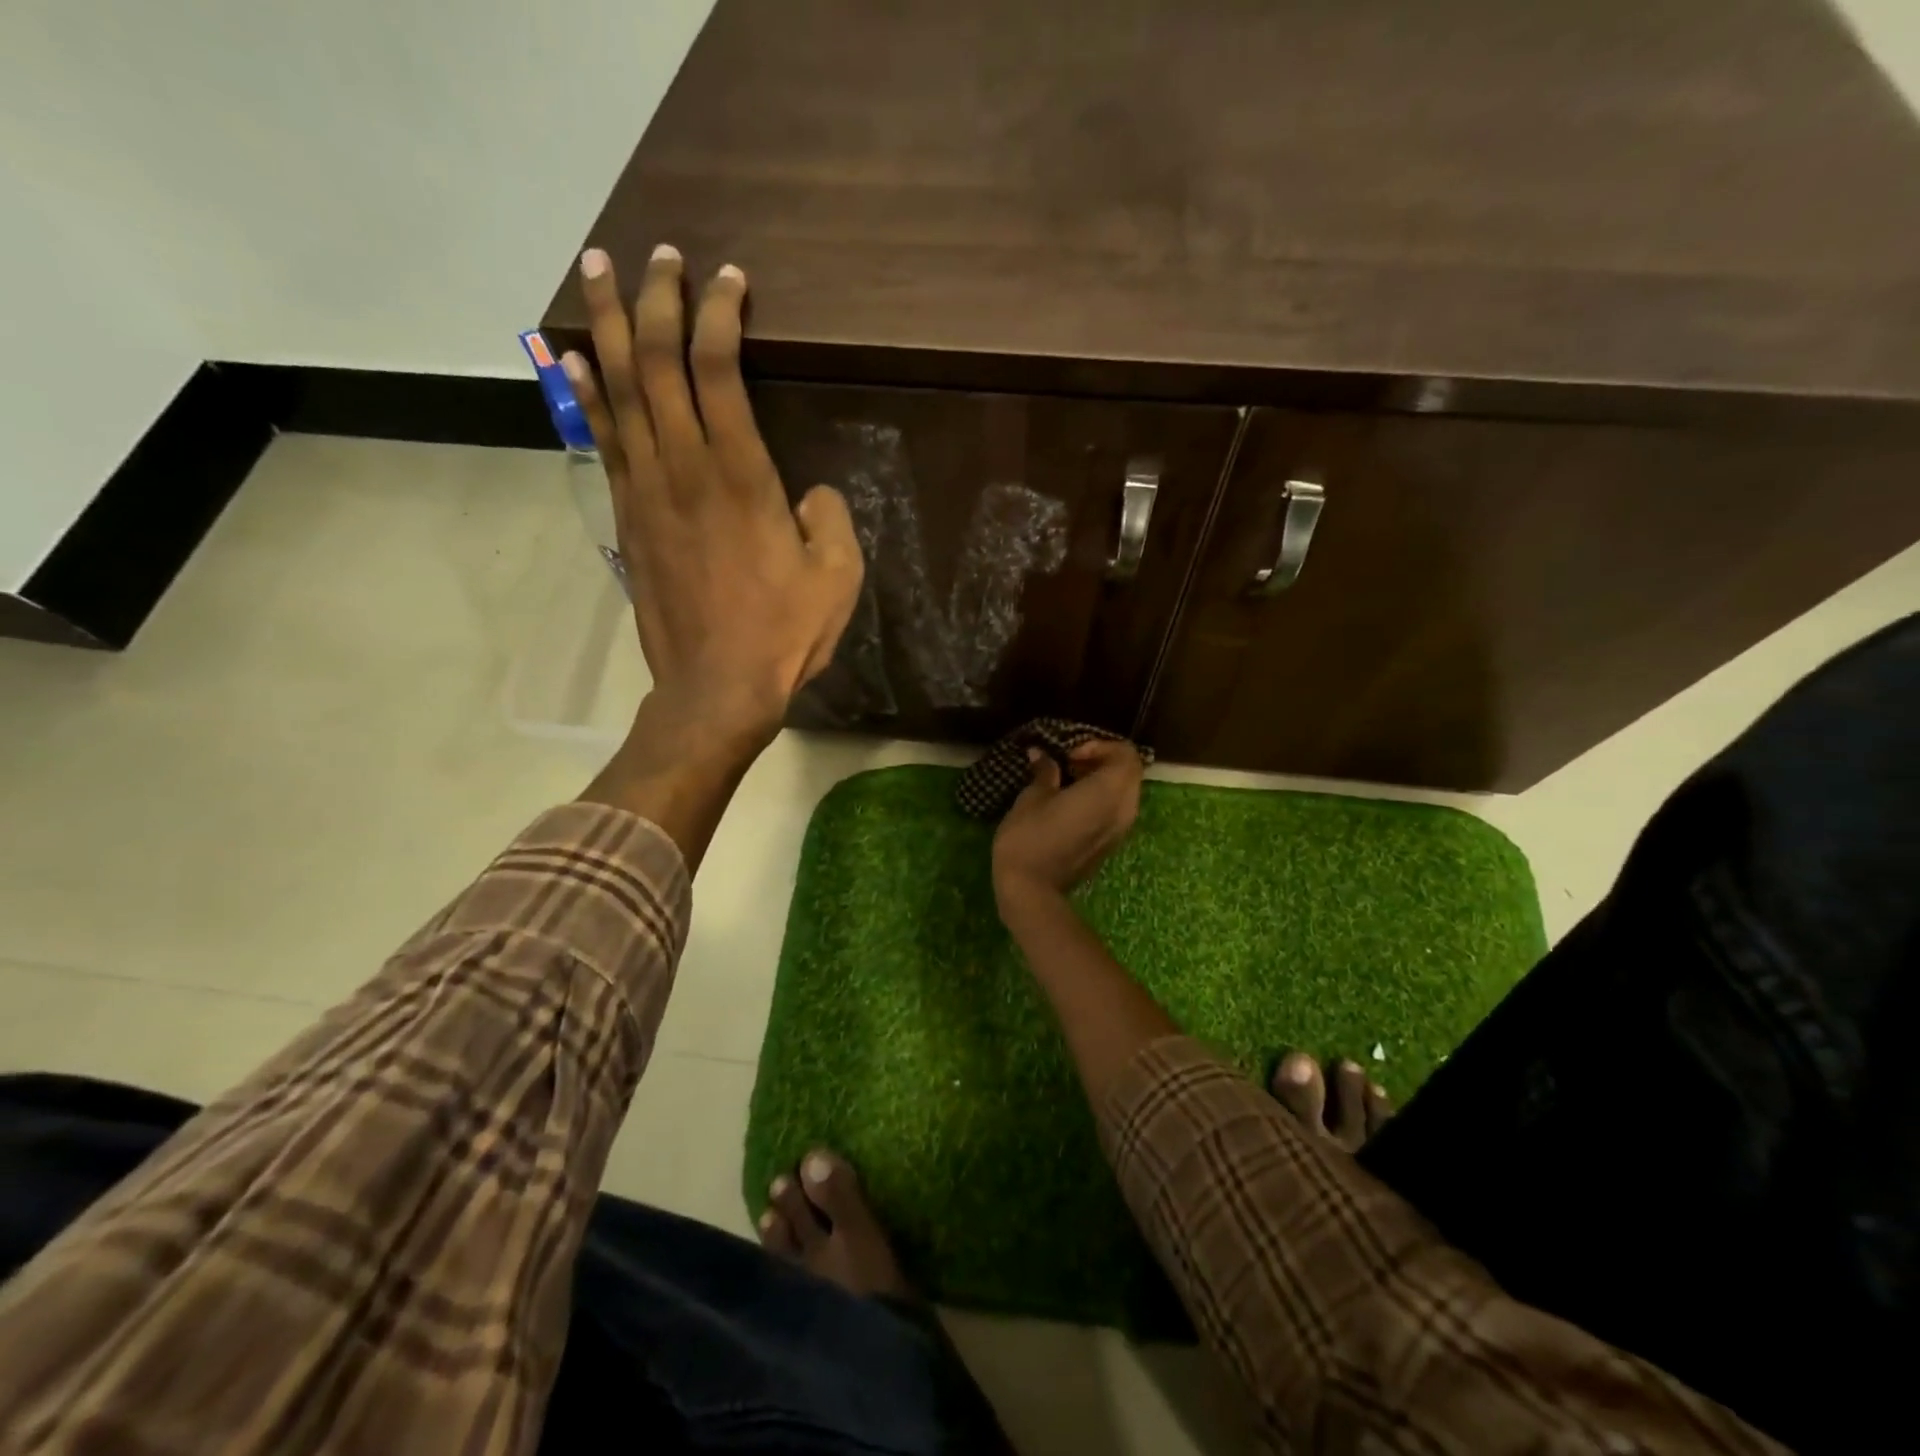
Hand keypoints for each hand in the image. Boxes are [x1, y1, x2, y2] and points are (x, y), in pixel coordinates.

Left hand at [566, 244, 862, 755]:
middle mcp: (684, 468)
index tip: (727, 278)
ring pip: (617, 390)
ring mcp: (645, 491)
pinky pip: (602, 439)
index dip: (719, 313)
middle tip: (655, 252)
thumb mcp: (837, 578)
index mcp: (741, 476)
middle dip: (652, 297)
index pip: (718, 368)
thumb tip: (810, 494)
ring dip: (604, 325)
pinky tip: (574, 360)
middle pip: (653, 361)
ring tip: (594, 271)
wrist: (714, 687)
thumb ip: (829, 519)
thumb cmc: (783, 634)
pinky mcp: (626, 517)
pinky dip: (587, 392)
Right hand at [992, 740, 1144, 909]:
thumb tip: (1041, 754)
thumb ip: (1045, 772)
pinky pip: (1117, 810)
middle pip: (1129, 771)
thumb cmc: (1029, 837)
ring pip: (1125, 791)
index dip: (1099, 745)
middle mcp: (1125, 808)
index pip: (1125, 753)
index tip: (1070, 754)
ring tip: (1069, 781)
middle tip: (1069, 763)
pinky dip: (1102, 798)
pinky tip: (1072, 803)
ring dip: (1103, 779)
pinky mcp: (1112, 844)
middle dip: (1103, 760)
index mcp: (1109, 791)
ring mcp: (1121, 829)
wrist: (1031, 890)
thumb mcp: (1033, 797)